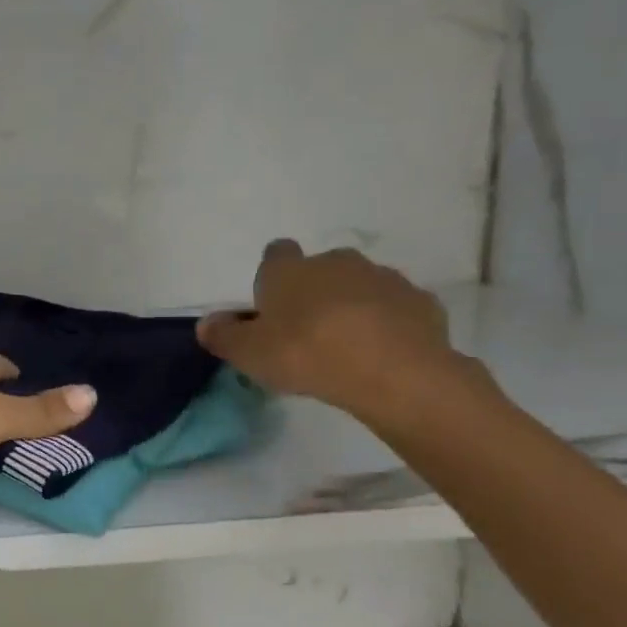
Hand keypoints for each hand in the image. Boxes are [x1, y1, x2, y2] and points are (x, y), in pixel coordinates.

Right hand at [197, 240, 461, 424]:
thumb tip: (206, 323)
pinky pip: (395, 308)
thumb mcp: (249, 354)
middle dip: (315, 291)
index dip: (273, 275)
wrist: (394, 373)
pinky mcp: (420, 301)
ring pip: (360, 285)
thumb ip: (223, 336)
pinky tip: (381, 353)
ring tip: (346, 346)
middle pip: (320, 269)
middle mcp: (335, 262)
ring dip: (352, 306)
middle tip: (307, 331)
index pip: (276, 253)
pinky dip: (387, 323)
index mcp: (289, 270)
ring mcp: (383, 277)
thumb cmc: (307, 354)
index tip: (272, 303)